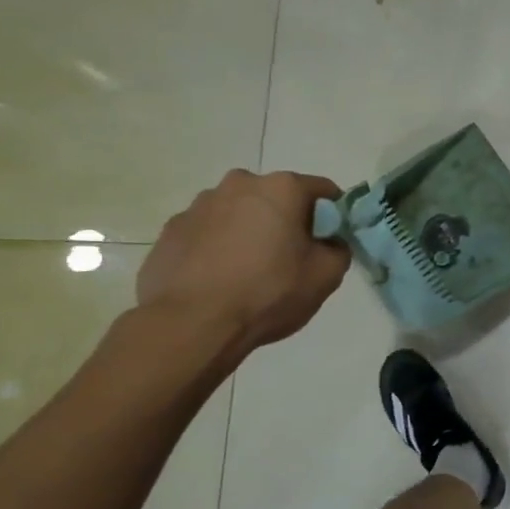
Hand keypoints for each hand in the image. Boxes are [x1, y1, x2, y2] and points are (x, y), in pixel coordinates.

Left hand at [137, 170, 349, 351]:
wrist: (192, 324)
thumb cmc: (269, 292)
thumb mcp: (326, 276)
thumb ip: (338, 249)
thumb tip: (329, 243)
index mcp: (282, 188)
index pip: (322, 189)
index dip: (332, 214)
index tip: (330, 239)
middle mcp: (240, 184)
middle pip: (276, 197)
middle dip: (286, 219)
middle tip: (289, 257)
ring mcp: (199, 205)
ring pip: (238, 212)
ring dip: (248, 230)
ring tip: (248, 271)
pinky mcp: (171, 230)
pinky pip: (206, 232)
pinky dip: (216, 246)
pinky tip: (218, 278)